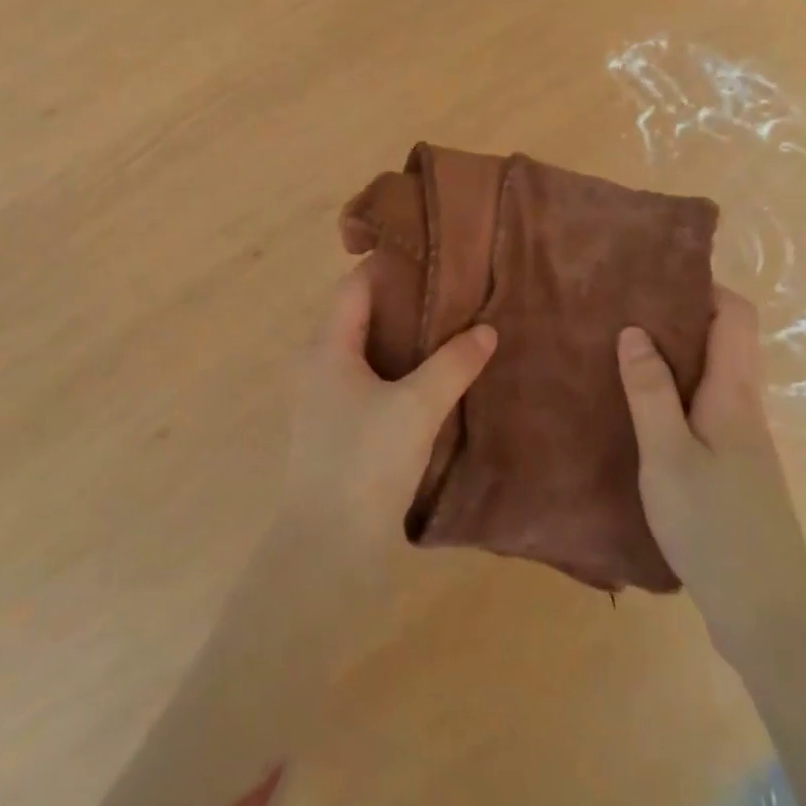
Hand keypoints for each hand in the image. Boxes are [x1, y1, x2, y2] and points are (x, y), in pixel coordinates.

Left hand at [279, 263, 496, 568]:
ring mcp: (326, 398)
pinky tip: (433, 379)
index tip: (432, 256)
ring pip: (367, 350)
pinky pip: (370, 380)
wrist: (326, 550)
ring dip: (404, 338)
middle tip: (453, 291)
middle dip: (404, 301)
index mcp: (328, 347)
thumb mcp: (416, 408)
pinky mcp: (338, 427)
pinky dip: (399, 369)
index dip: (389, 265)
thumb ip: (453, 364)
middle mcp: (319, 364)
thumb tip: (486, 330)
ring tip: (451, 329)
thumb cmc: (364, 463)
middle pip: (361, 314)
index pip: (355, 285)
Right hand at [618, 289, 805, 647]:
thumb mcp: (668, 455)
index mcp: (734, 392)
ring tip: (623, 348)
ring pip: (713, 375)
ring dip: (675, 355)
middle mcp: (744, 406)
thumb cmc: (715, 525)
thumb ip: (649, 391)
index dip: (703, 286)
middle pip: (724, 340)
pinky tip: (640, 407)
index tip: (655, 274)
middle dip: (680, 316)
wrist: (768, 614)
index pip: (735, 315)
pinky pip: (705, 406)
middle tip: (625, 307)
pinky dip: (676, 391)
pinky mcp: (733, 467)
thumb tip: (634, 329)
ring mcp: (742, 439)